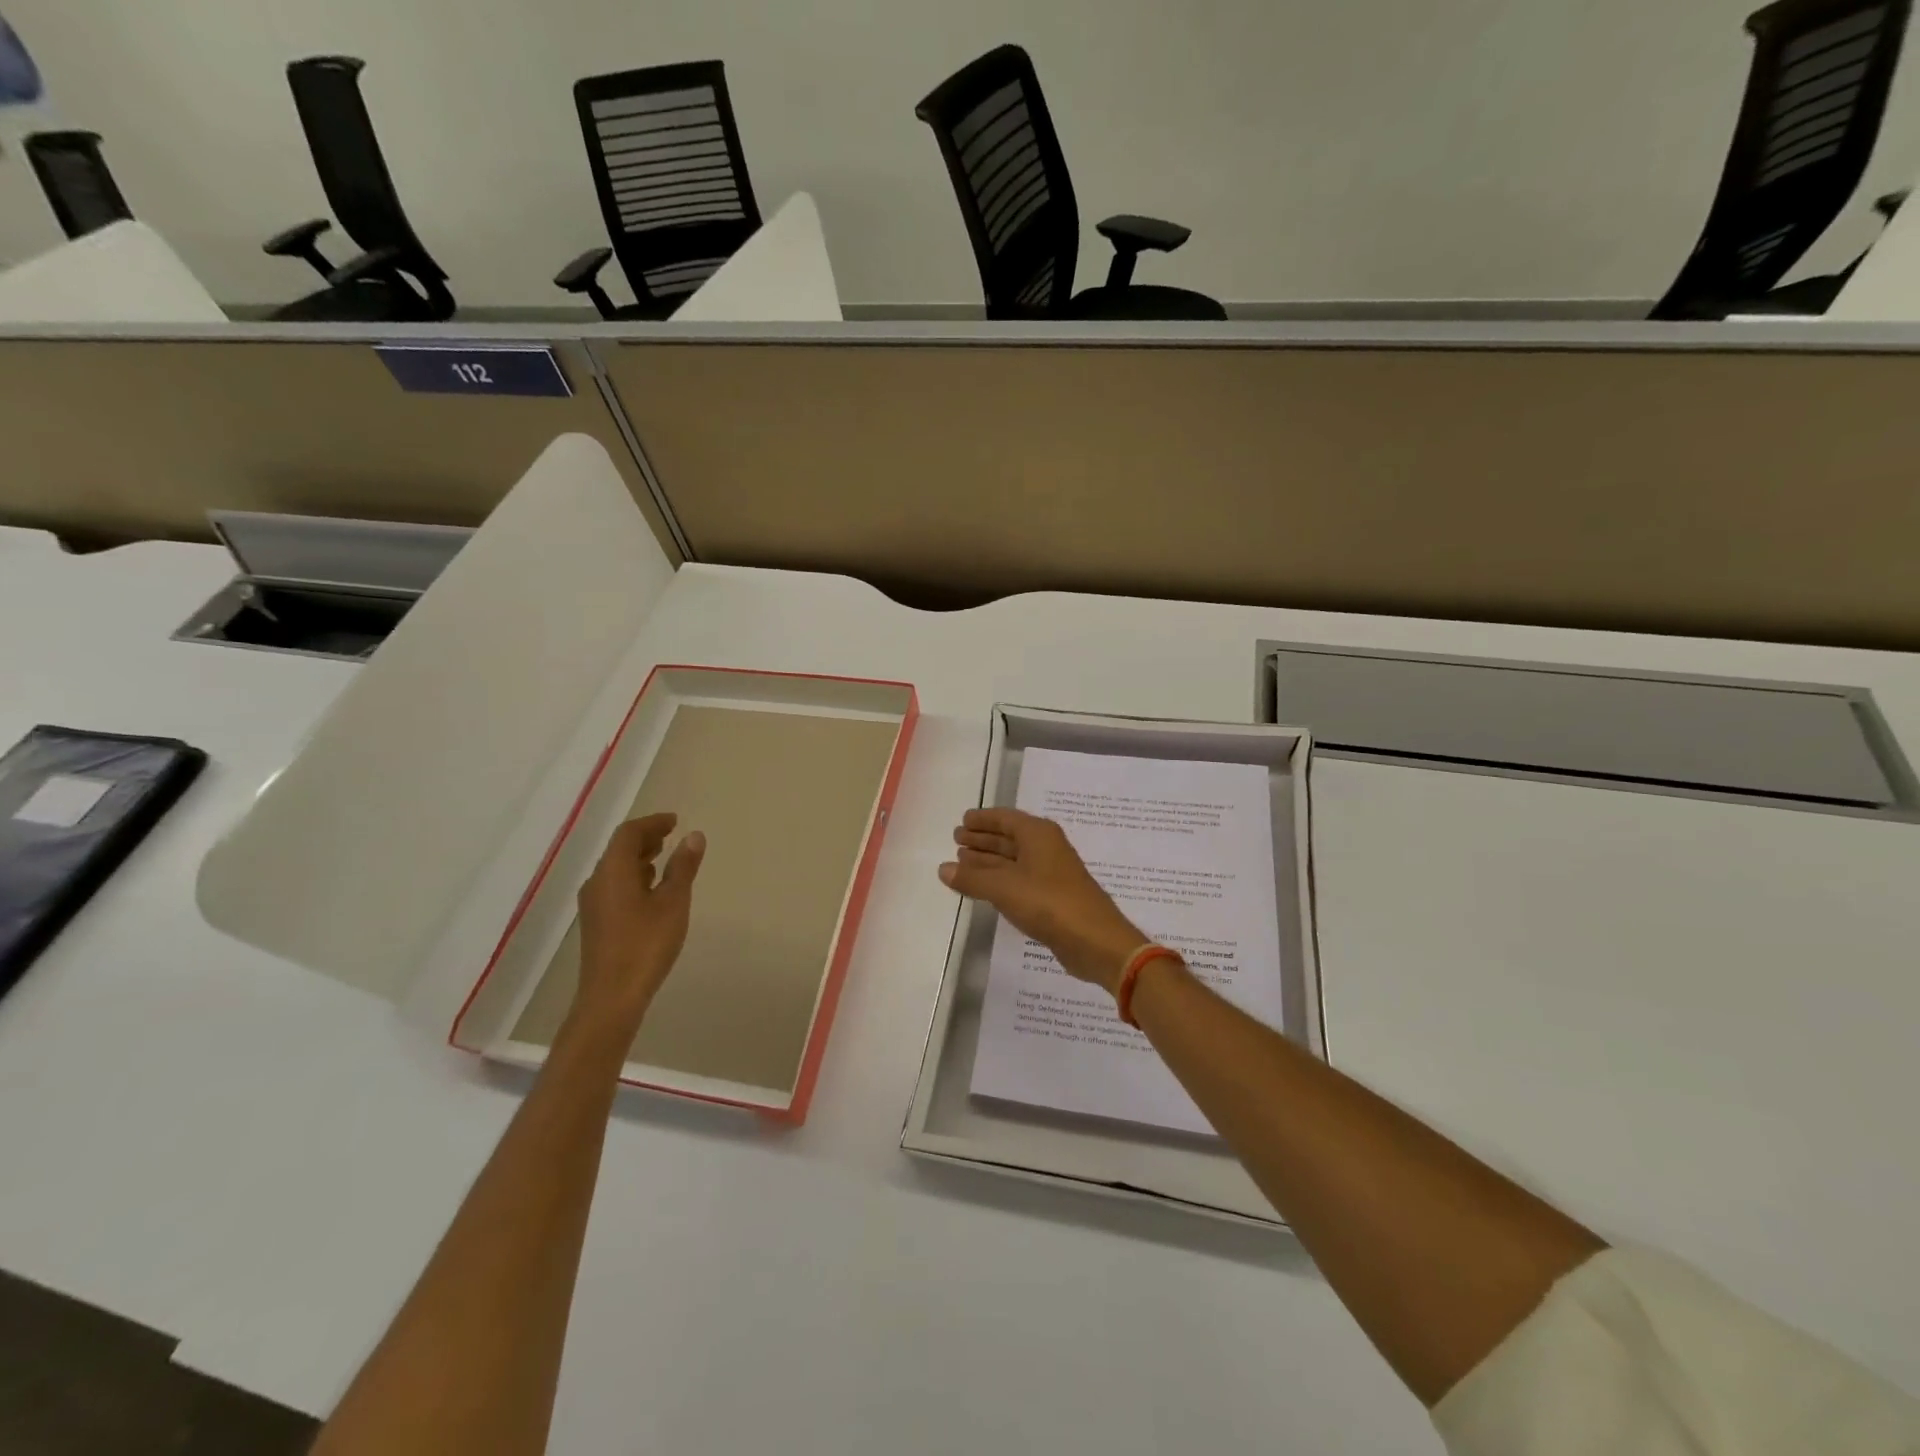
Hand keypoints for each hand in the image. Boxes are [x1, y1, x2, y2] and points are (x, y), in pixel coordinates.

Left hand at [572, 813, 705, 1036]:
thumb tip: (693, 836)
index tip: (675, 821)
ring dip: (639, 857)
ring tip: (665, 858)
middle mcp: (598, 882)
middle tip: (671, 835)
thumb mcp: (673, 902)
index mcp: (614, 871)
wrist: (611, 996)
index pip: (629, 834)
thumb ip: (683, 867)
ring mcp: (594, 904)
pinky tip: (651, 890)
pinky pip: (614, 885)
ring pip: (615, 868)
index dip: (652, 823)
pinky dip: (634, 876)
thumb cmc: (646, 944)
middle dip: (645, 838)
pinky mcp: (596, 922)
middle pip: (618, 849)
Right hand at [939, 808, 1145, 995]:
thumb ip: (971, 878)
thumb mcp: (1003, 888)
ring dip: (988, 860)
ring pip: (1013, 860)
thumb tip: (943, 868)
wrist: (1095, 940)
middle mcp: (1046, 847)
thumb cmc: (1049, 902)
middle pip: (1009, 837)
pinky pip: (1019, 879)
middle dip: (983, 838)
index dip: (983, 819)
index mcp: (1038, 834)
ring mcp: (1050, 873)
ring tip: (962, 861)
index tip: (962, 820)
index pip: (1005, 818)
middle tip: (957, 839)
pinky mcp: (1052, 897)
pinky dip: (999, 879)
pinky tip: (984, 887)